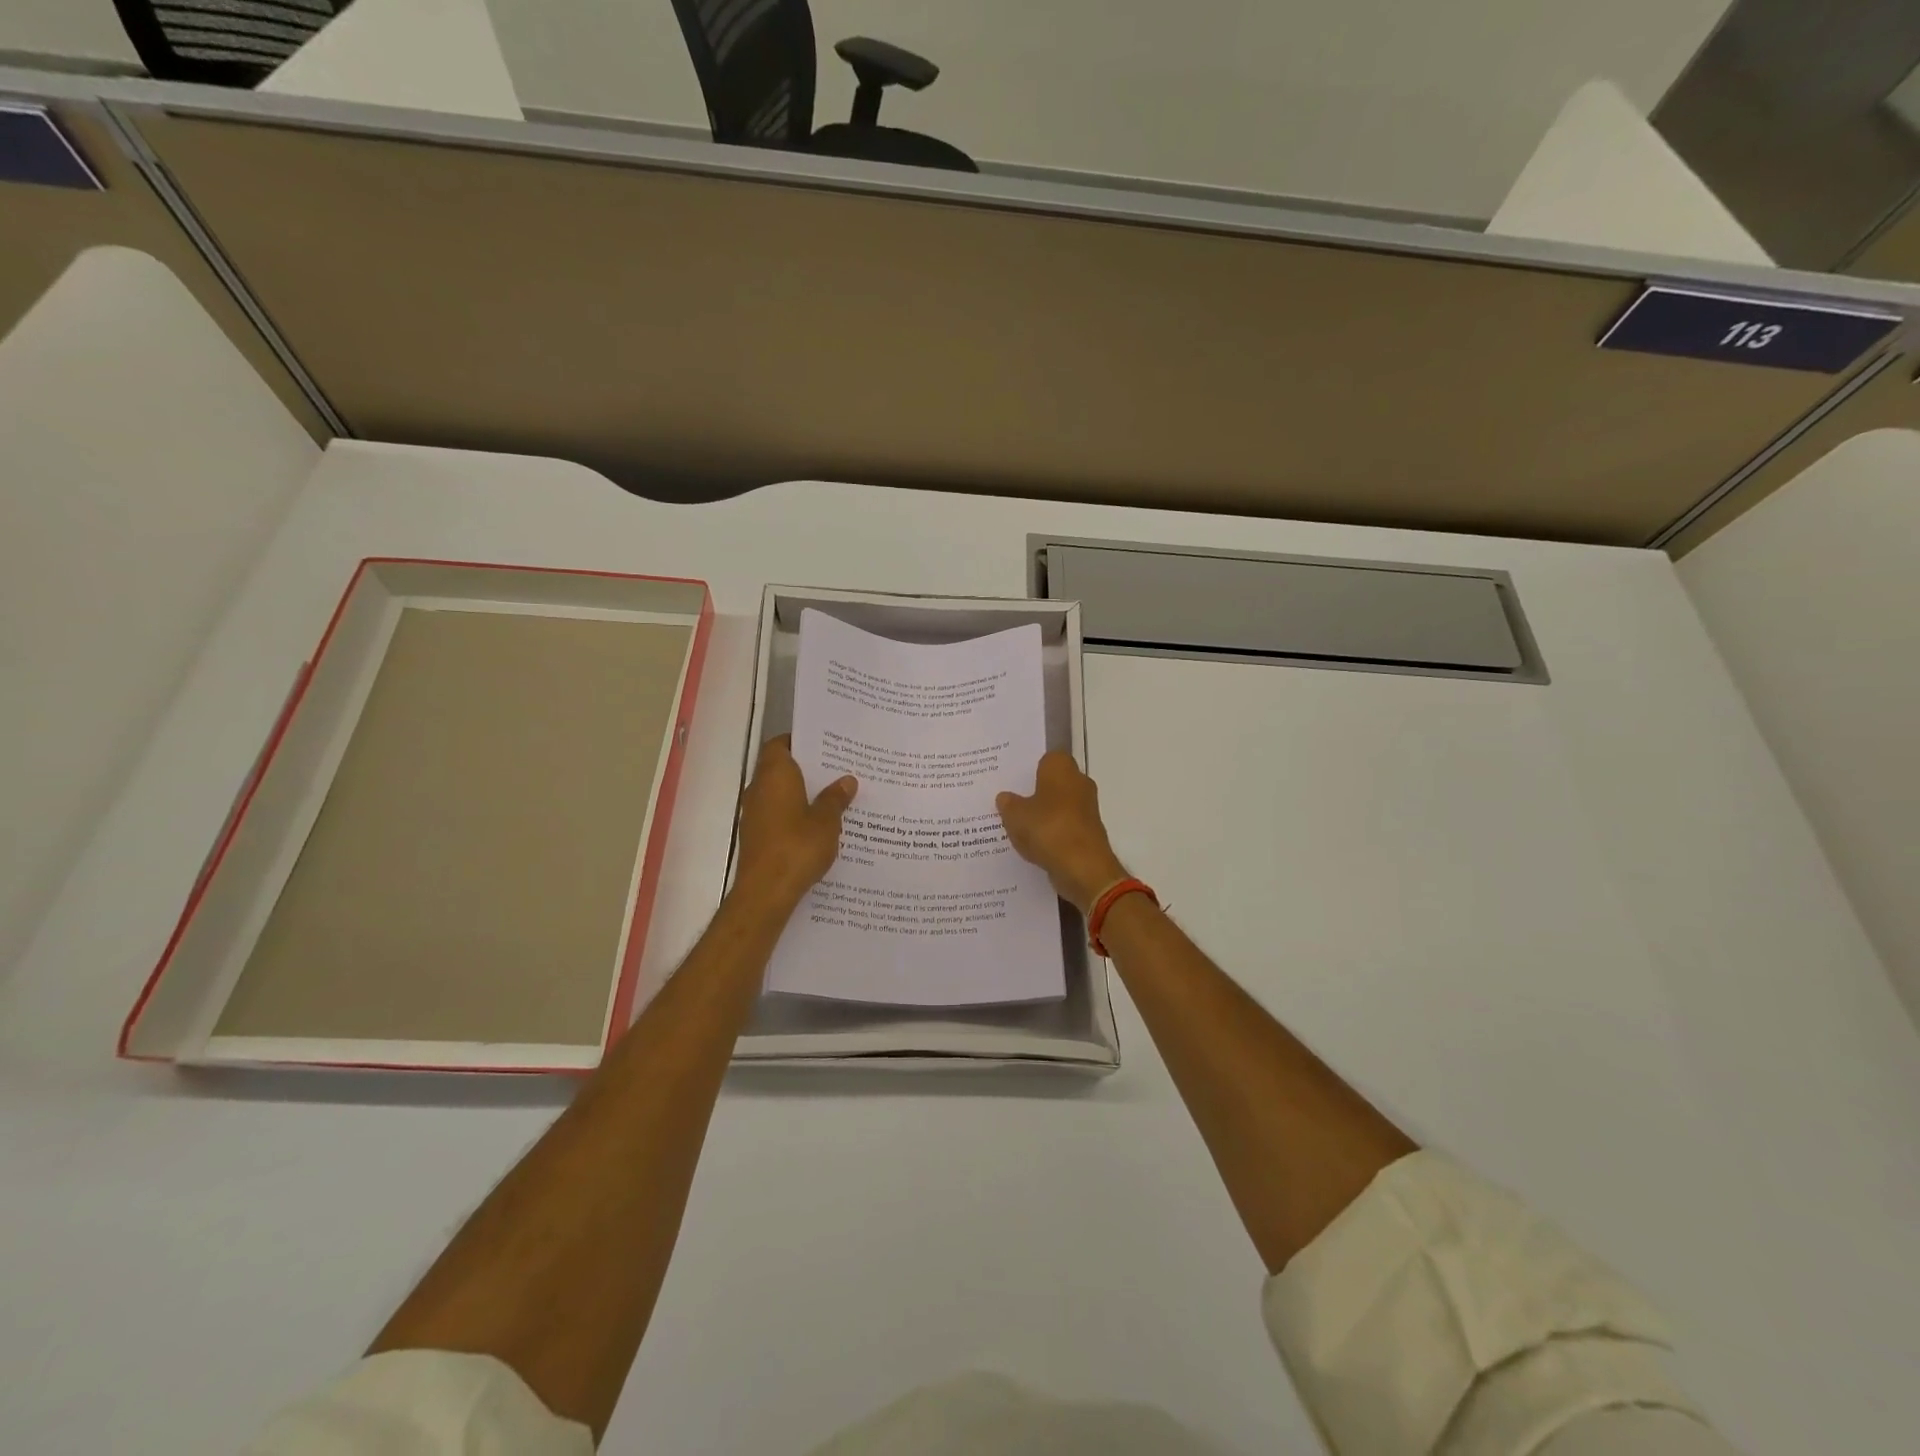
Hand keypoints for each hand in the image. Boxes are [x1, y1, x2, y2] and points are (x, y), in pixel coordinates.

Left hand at [734, 736, 856, 912]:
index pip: (781, 744)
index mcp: (775, 775)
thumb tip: (846, 780)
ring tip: (834, 797)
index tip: (824, 746)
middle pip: (781, 768)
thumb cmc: (797, 847)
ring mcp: (754, 814)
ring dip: (801, 794)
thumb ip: (835, 799)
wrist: (766, 892)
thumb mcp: (826, 822)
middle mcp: (759, 789)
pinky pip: (777, 815)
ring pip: (780, 793)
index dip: (800, 742)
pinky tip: (818, 826)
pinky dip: (794, 814)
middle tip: (838, 770)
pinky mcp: (756, 836)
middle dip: (807, 769)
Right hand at [996, 752, 1128, 914]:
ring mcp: (1086, 809)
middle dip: (1034, 792)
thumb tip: (1005, 797)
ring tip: (1016, 825)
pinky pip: (1063, 827)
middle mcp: (1078, 782)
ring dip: (1042, 815)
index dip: (1029, 768)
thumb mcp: (1015, 815)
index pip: (1046, 758)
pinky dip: (1051, 834)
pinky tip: (1032, 844)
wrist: (1083, 867)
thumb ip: (1008, 804)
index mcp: (1061, 768)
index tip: (1012, 779)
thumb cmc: (1048, 829)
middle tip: (1009, 801)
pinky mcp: (1088, 832)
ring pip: (1058, 806)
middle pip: (1053, 782)